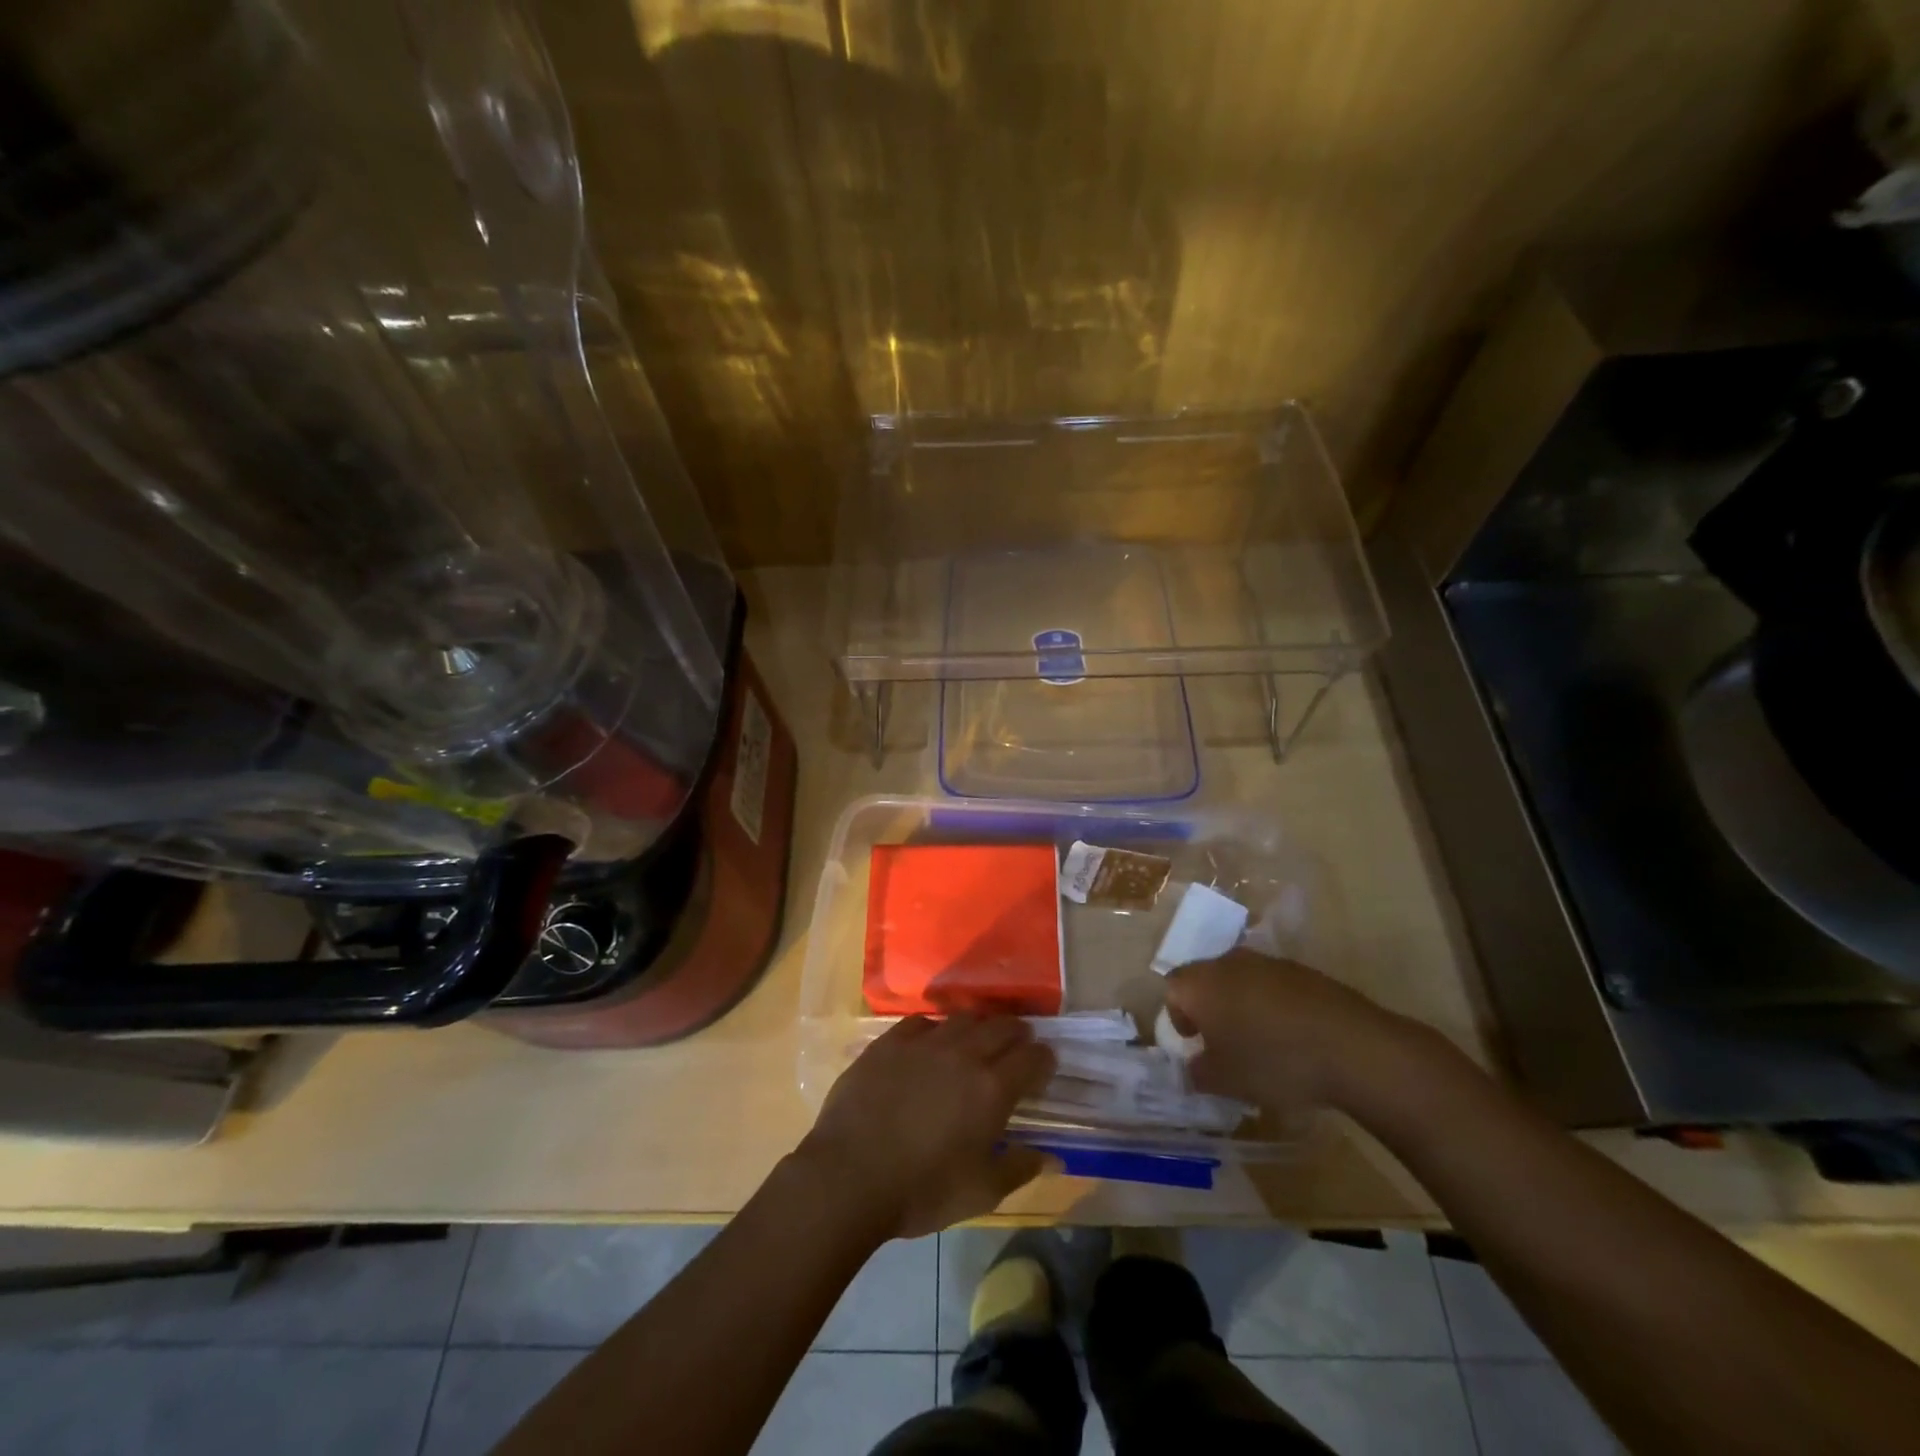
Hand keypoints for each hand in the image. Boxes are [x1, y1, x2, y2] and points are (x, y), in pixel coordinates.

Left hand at [797, 1015, 1056, 1240]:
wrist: (850, 1175)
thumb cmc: (922, 1190)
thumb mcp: (981, 1192)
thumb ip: (1020, 1168)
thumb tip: (1053, 1157)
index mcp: (992, 1088)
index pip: (1031, 1058)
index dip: (1043, 1058)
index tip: (1045, 1064)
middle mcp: (963, 1054)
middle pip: (1000, 1028)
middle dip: (1017, 1032)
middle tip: (1019, 1043)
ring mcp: (924, 1043)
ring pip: (963, 1018)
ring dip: (979, 1025)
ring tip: (979, 1037)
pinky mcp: (889, 1042)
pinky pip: (921, 1021)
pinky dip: (936, 1027)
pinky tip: (932, 1039)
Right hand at [1164, 949, 1433, 1117]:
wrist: (1351, 1047)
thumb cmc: (1273, 1061)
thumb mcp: (1225, 1081)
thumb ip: (1197, 1073)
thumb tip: (1192, 1067)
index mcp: (1200, 983)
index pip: (1173, 990)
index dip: (1179, 1017)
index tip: (1196, 1044)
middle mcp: (1227, 962)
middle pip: (1206, 980)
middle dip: (1210, 1009)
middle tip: (1225, 1044)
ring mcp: (1267, 962)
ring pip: (1240, 981)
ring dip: (1242, 1005)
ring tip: (1262, 1043)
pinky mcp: (1302, 970)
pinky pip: (1273, 986)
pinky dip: (1274, 1006)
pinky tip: (1294, 1037)